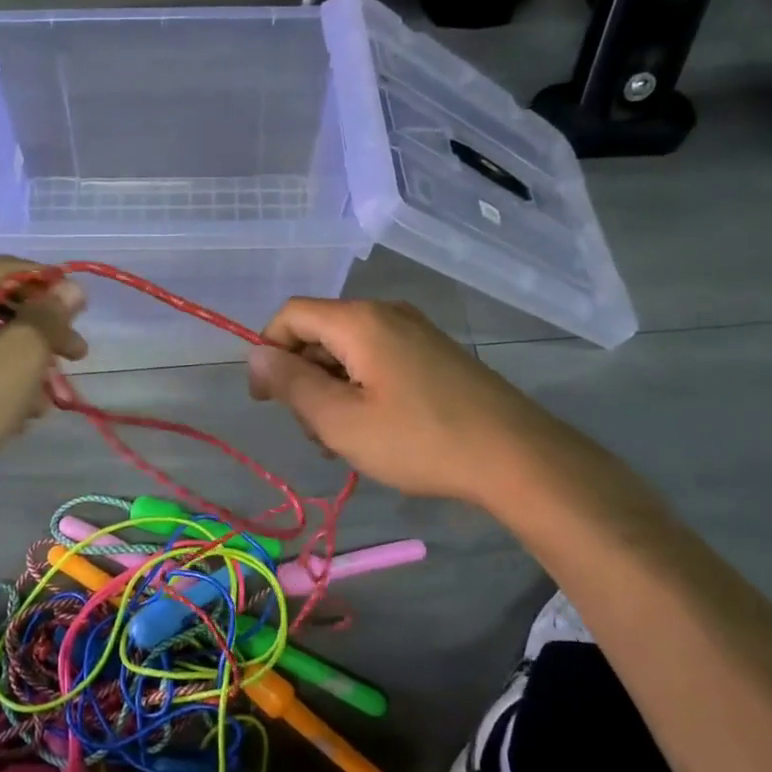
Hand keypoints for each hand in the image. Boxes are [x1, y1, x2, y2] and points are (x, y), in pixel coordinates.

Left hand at [0, 257, 85, 489]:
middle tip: (74, 360)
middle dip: (38, 335)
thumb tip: (71, 288)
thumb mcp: (20, 356)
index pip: (6, 269)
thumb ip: (49, 316)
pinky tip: (16, 412)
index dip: (50, 287)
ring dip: (21, 364)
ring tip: (45, 401)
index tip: (82, 317)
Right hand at [246, 298, 538, 502]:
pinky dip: (360, 390)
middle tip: (312, 431)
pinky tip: (371, 431)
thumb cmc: (419, 440)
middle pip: (320, 333)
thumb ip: (291, 384)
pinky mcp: (434, 355)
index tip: (265, 400)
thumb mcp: (341, 420)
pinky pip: (377, 361)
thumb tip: (254, 355)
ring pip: (348, 351)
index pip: (292, 315)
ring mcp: (415, 333)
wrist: (517, 458)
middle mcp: (387, 314)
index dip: (267, 351)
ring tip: (342, 441)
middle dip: (302, 378)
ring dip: (330, 391)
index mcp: (360, 321)